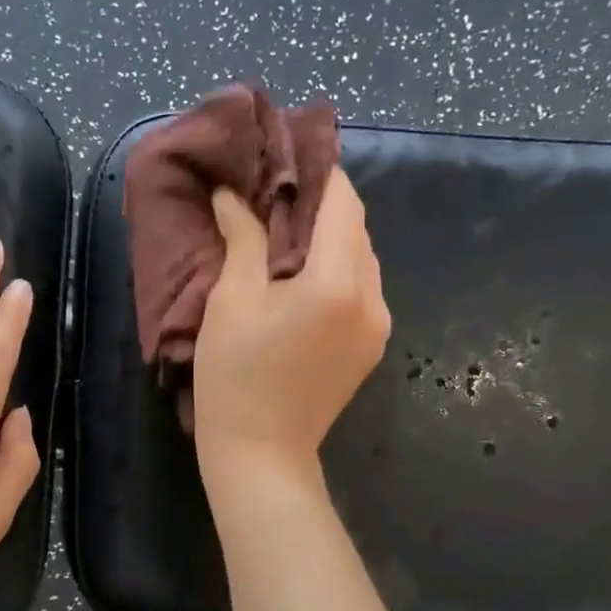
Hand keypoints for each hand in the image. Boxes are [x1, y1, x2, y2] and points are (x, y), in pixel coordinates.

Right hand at [193, 169, 390, 486]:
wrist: (260, 454)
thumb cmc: (235, 377)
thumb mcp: (232, 301)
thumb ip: (244, 238)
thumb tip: (236, 195)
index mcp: (338, 282)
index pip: (342, 202)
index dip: (317, 172)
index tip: (285, 156)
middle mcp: (372, 298)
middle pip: (356, 229)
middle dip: (320, 205)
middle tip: (274, 195)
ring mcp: (378, 326)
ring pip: (361, 259)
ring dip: (329, 239)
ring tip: (284, 235)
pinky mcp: (371, 347)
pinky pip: (360, 289)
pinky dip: (336, 271)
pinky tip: (301, 278)